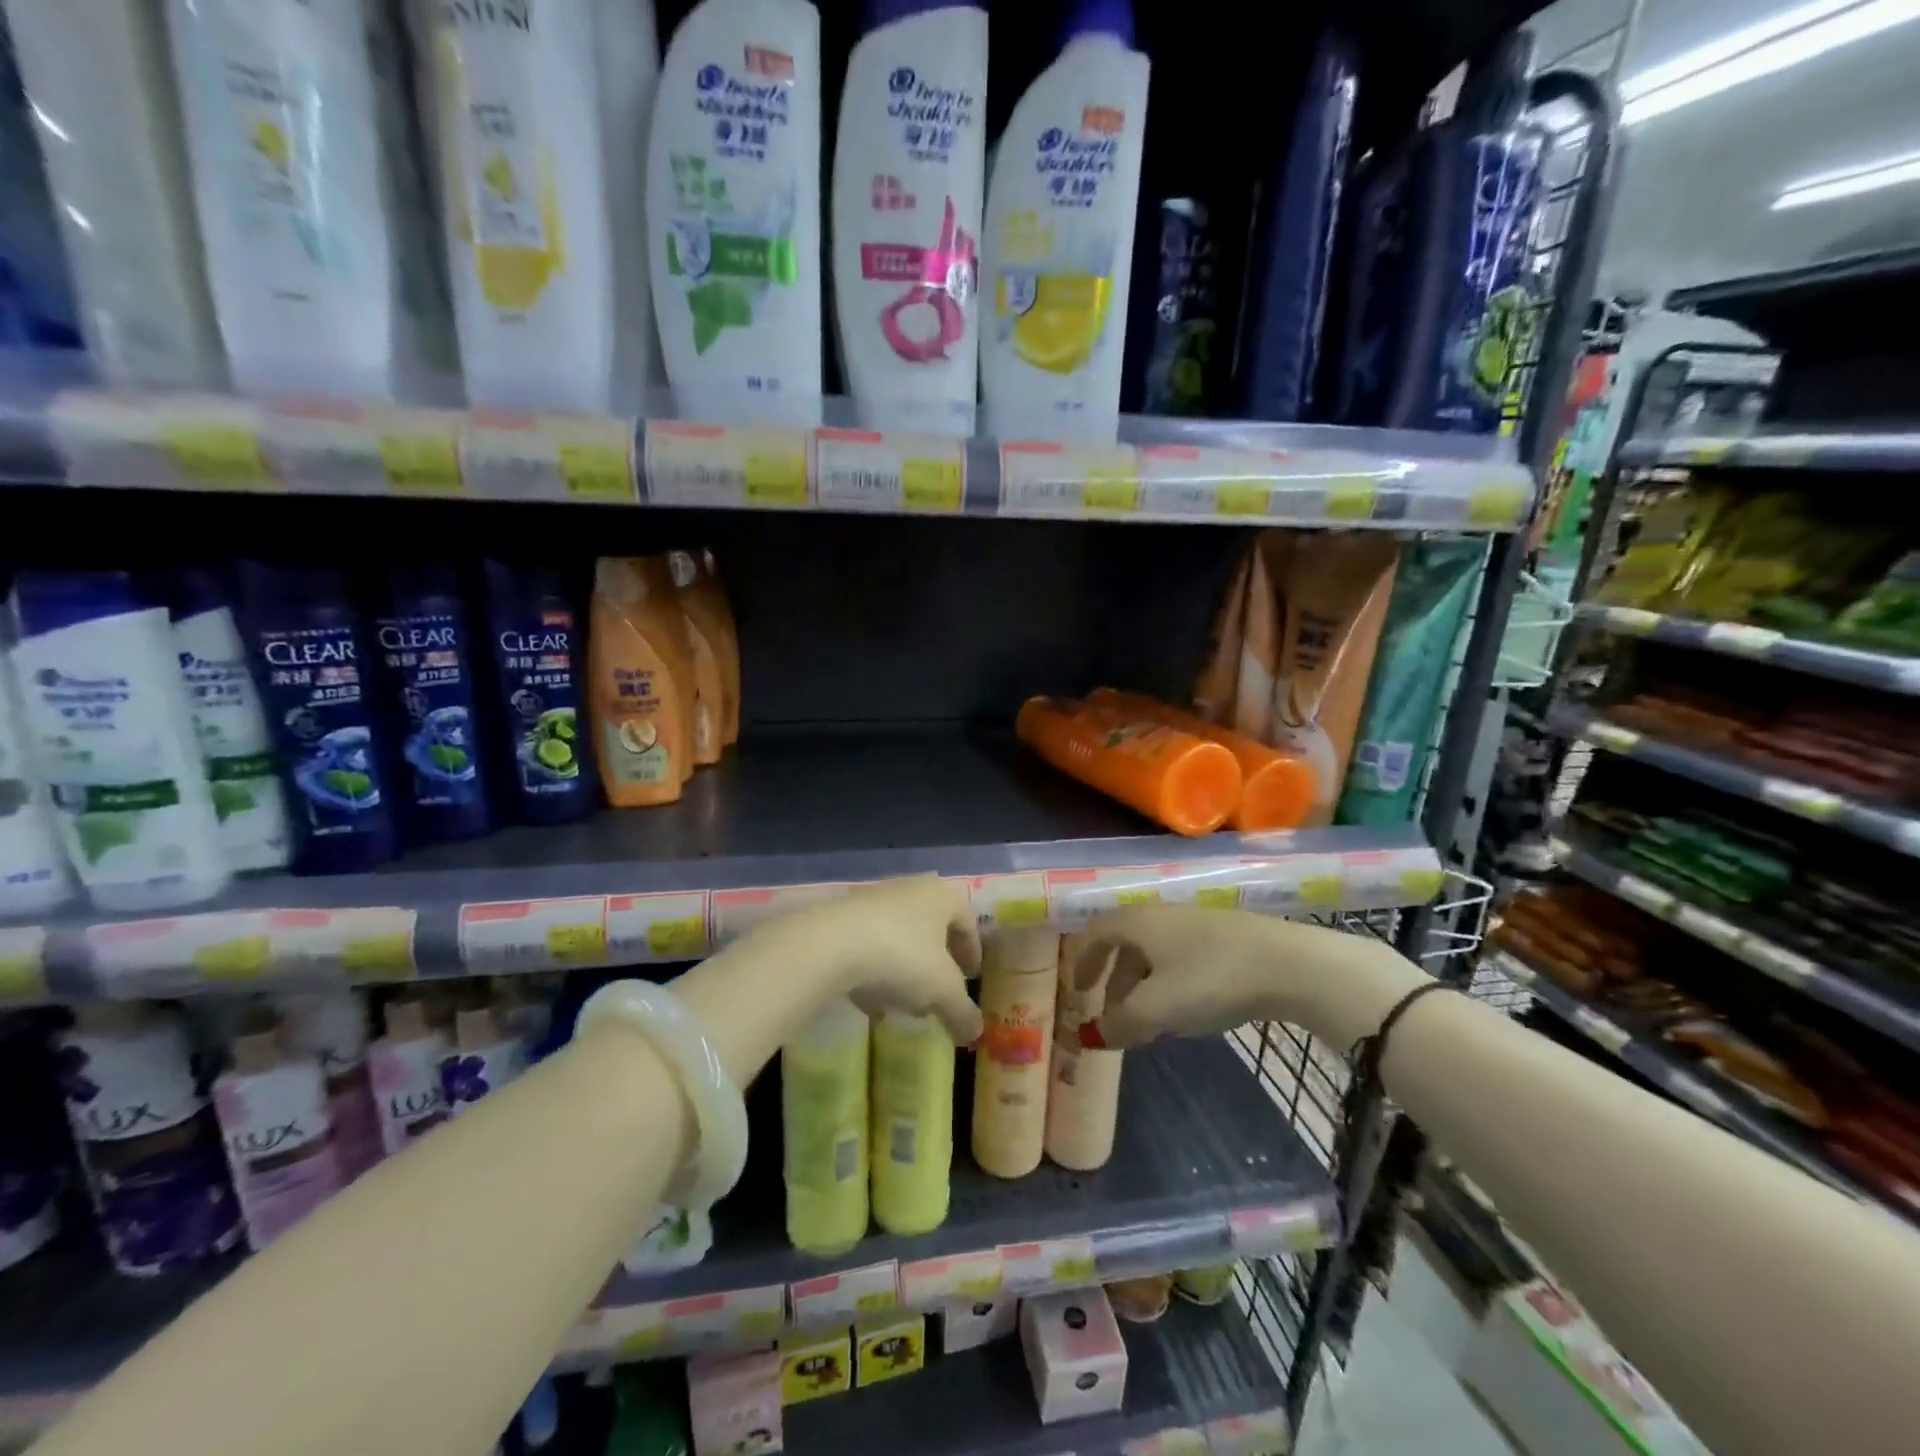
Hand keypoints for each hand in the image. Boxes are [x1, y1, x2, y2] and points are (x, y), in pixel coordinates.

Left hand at [748, 876, 983, 1044]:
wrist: (830, 945)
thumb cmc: (902, 958)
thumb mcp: (942, 992)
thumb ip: (962, 1012)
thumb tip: (975, 1032)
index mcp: (942, 896)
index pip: (967, 921)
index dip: (972, 952)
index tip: (971, 979)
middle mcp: (910, 889)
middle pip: (932, 926)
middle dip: (938, 962)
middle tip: (940, 991)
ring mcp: (872, 901)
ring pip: (899, 936)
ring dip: (905, 968)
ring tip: (905, 1002)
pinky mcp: (842, 918)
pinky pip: (868, 945)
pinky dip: (875, 971)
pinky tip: (872, 1003)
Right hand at [1079, 905, 1423, 1050]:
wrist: (1288, 963)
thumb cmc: (1209, 979)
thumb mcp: (1156, 1008)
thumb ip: (1120, 1023)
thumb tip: (1094, 1035)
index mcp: (1137, 922)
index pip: (1096, 934)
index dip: (1083, 962)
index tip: (1080, 993)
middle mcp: (1162, 915)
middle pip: (1126, 945)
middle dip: (1115, 982)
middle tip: (1113, 1017)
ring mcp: (1197, 923)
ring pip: (1156, 953)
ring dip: (1143, 987)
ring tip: (1150, 1022)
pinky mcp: (1226, 937)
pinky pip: (1182, 958)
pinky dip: (1171, 983)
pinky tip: (1188, 1009)